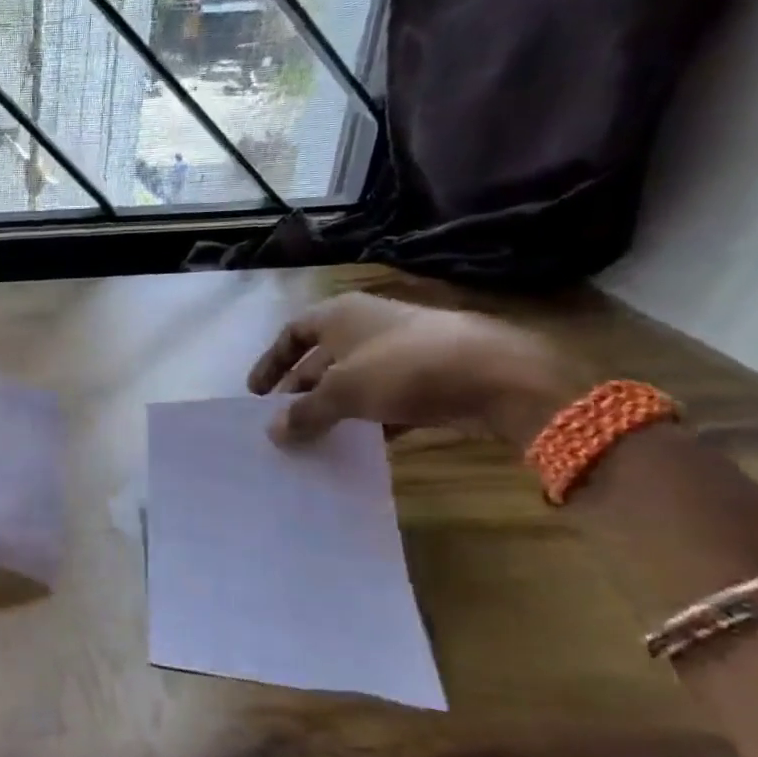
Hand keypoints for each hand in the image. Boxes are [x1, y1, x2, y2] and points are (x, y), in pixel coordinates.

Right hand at [247, 293, 577, 446]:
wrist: (501, 376)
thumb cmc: (404, 369)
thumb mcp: (343, 392)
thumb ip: (304, 413)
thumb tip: (273, 432)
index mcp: (340, 315)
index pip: (292, 333)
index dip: (271, 362)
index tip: (256, 394)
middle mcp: (368, 325)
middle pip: (321, 357)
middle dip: (301, 389)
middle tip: (284, 421)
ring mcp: (402, 349)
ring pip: (354, 378)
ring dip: (334, 406)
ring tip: (318, 436)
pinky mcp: (432, 374)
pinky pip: (388, 396)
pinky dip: (371, 416)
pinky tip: (365, 442)